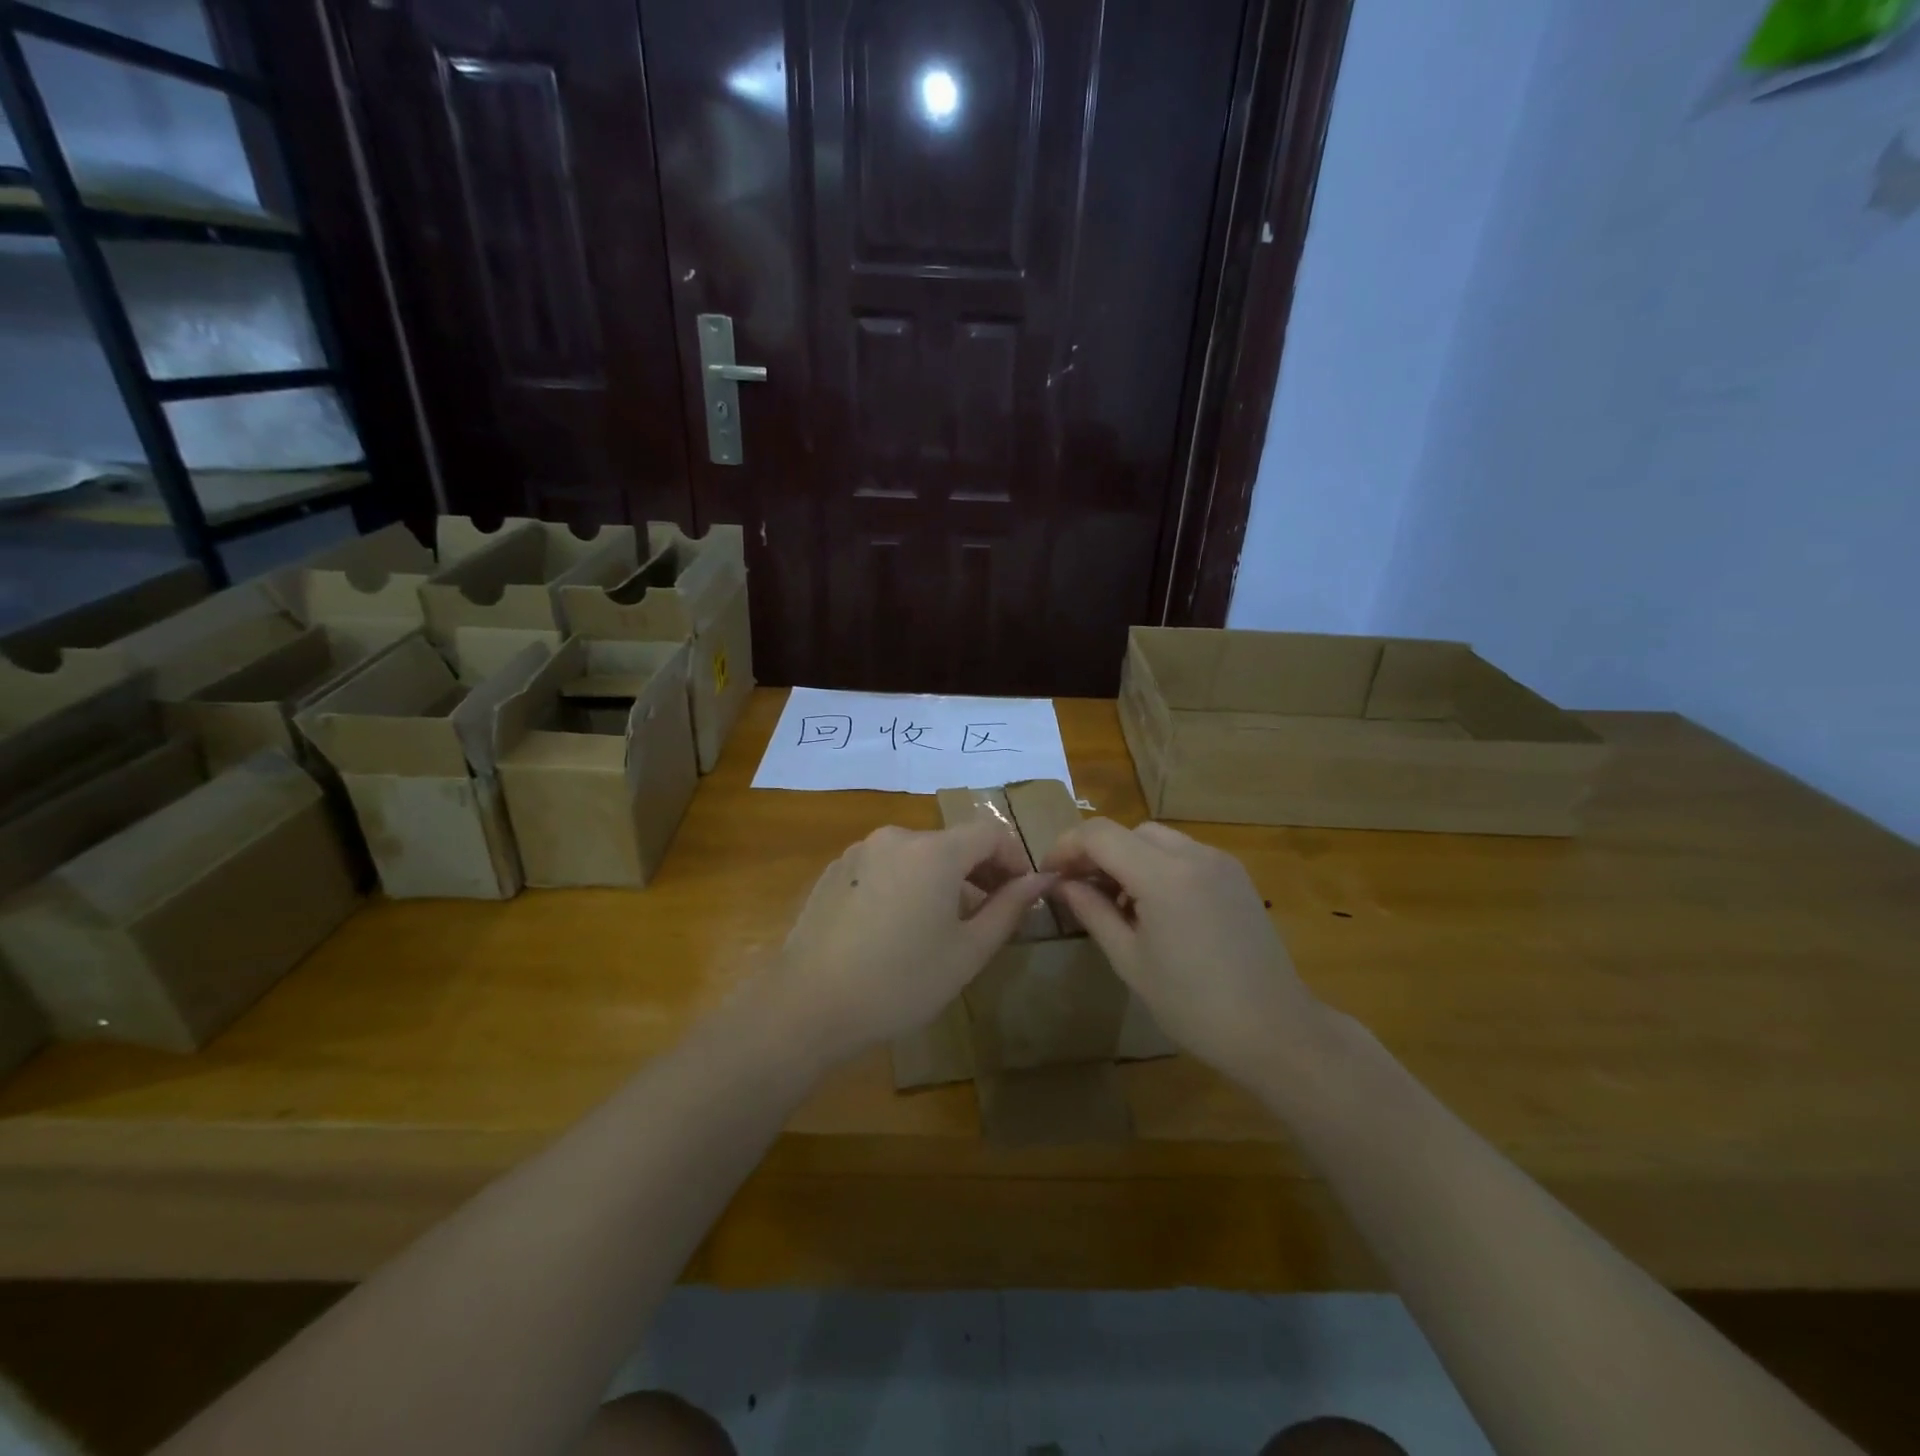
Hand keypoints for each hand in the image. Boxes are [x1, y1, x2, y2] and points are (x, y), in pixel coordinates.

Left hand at [774, 822, 1053, 1065]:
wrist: (808, 1004)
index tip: (1023, 892)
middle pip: (951, 842)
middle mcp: (896, 837)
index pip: (990, 833)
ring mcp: (859, 851)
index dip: (1014, 858)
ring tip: (944, 923)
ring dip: (941, 878)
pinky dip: (905, 883)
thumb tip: (1041, 880)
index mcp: (934, 851)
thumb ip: (1009, 908)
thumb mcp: (967, 951)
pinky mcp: (834, 871)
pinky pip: (884, 866)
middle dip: (979, 870)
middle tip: (991, 912)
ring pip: (916, 854)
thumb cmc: (900, 981)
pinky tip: (897, 927)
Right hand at [1042, 820, 1320, 1086]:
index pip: (1100, 835)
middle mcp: (1194, 855)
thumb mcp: (1130, 960)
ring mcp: (1220, 862)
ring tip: (1118, 903)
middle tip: (1079, 890)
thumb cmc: (1193, 1005)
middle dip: (1098, 853)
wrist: (1275, 1031)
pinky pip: (1184, 854)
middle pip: (1129, 832)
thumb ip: (1092, 911)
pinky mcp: (1236, 876)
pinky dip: (1158, 866)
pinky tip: (1155, 907)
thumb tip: (1062, 883)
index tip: (1049, 873)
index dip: (1066, 846)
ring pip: (1157, 839)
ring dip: (1128, 858)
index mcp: (1163, 876)